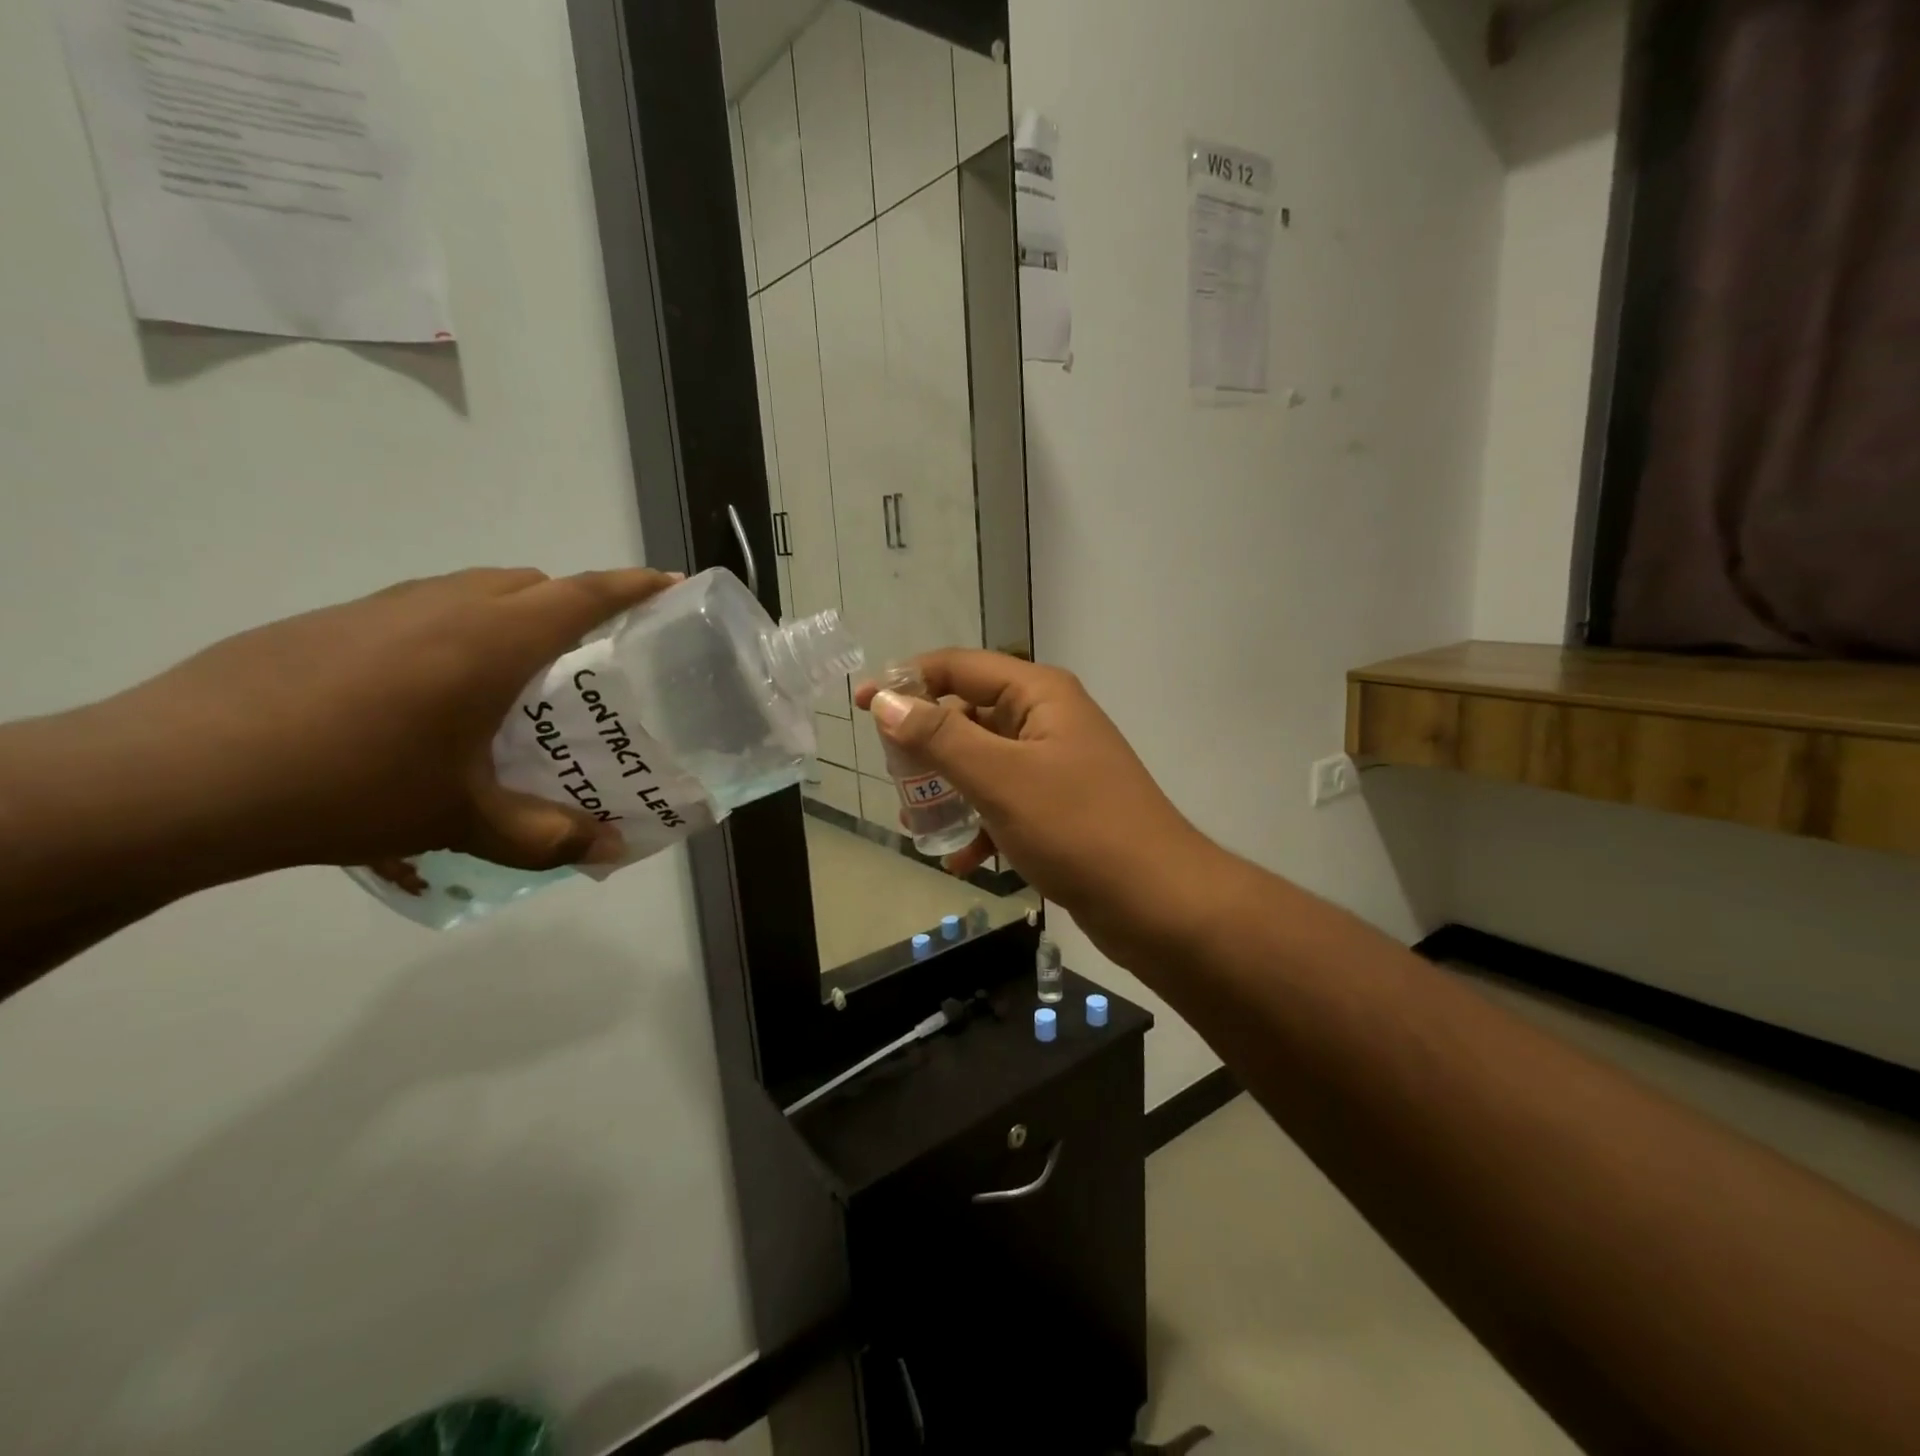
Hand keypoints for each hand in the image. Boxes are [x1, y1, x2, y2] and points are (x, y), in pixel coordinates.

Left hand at [97, 566, 678, 886]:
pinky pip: (422, 608)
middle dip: (575, 603)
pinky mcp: (330, 622)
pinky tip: (431, 694)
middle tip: (593, 657)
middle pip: (532, 582)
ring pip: (473, 590)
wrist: (179, 777)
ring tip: (516, 678)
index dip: (635, 586)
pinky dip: (455, 630)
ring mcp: (380, 607)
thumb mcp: (463, 821)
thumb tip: (608, 850)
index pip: (584, 593)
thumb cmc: (350, 786)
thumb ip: (546, 835)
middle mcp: (444, 606)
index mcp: (492, 640)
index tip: (672, 585)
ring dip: (513, 614)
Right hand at [856, 651, 1226, 963]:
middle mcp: (1049, 720)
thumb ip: (940, 737)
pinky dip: (981, 825)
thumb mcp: (1000, 778)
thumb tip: (886, 702)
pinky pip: (1007, 803)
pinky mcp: (1063, 808)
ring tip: (916, 822)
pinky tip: (964, 862)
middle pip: (970, 713)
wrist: (1160, 903)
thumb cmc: (1078, 828)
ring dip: (949, 789)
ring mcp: (1058, 765)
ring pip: (985, 763)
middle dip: (927, 744)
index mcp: (1039, 694)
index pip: (959, 666)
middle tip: (891, 776)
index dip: (907, 681)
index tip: (861, 706)